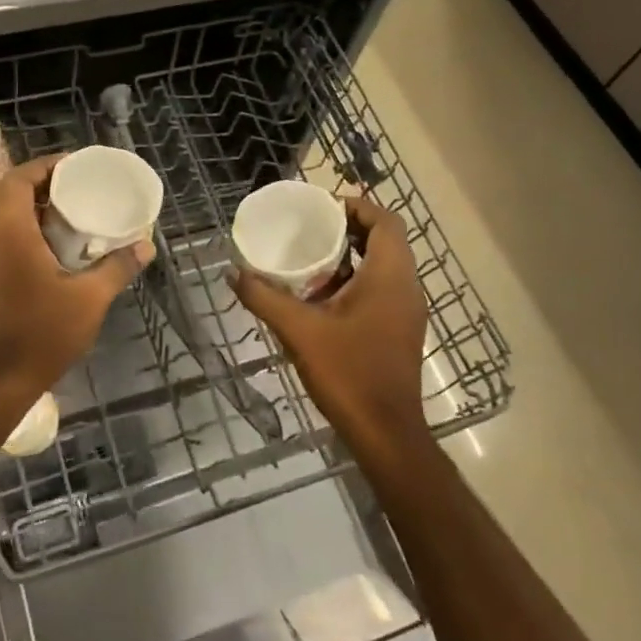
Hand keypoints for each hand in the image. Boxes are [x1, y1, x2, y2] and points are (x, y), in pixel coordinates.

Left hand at [0, 155, 152, 424]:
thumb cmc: (41, 336)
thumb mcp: (89, 300)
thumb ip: (117, 268)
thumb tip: (147, 246)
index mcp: (9, 231)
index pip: (18, 178)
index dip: (44, 166)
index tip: (73, 166)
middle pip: (0, 188)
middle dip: (31, 180)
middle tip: (66, 186)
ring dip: (19, 201)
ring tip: (57, 209)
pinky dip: (11, 224)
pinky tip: (40, 243)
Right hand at [230, 196, 429, 456]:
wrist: (386, 433)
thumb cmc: (348, 373)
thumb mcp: (299, 331)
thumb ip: (264, 298)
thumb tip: (233, 272)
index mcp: (390, 277)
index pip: (385, 221)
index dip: (358, 206)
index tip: (323, 207)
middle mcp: (406, 287)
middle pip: (386, 240)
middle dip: (351, 228)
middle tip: (312, 228)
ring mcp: (407, 311)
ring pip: (385, 266)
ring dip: (354, 256)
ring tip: (312, 258)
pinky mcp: (400, 330)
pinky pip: (382, 288)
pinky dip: (357, 280)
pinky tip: (323, 296)